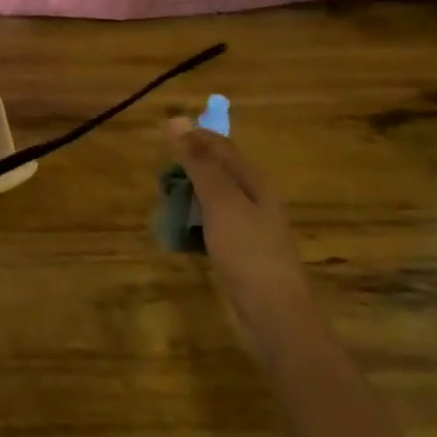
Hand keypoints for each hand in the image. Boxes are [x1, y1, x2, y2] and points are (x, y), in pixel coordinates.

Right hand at [166, 119, 311, 335]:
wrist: (276, 316)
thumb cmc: (248, 252)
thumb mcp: (220, 202)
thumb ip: (199, 162)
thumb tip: (176, 120)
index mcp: (254, 181)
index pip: (220, 145)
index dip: (193, 137)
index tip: (160, 138)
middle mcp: (256, 199)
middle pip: (219, 171)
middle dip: (189, 168)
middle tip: (160, 179)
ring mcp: (252, 227)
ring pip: (215, 199)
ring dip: (190, 197)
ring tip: (166, 205)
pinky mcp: (245, 252)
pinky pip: (216, 225)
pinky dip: (197, 223)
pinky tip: (183, 235)